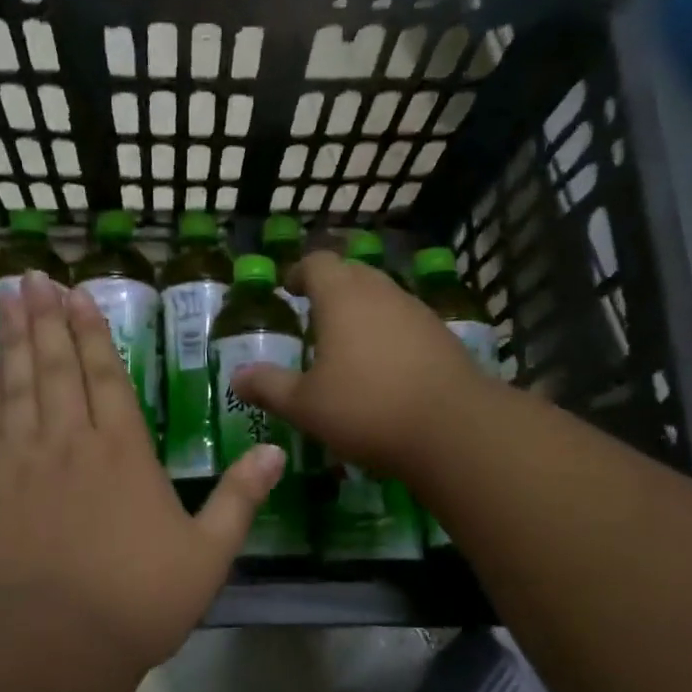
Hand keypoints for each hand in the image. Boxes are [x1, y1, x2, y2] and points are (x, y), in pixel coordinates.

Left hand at [0, 271, 284, 674]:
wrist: (48, 648)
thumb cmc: (136, 602)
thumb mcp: (207, 555)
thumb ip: (240, 499)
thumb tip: (275, 452)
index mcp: (123, 451)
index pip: (106, 376)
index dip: (91, 332)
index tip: (76, 295)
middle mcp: (70, 441)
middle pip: (56, 366)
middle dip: (47, 318)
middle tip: (33, 277)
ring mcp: (22, 461)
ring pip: (17, 384)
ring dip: (12, 338)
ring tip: (5, 297)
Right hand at [231, 250, 485, 479]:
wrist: (454, 429)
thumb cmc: (367, 408)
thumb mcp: (305, 405)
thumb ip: (269, 387)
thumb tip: (237, 377)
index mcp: (342, 297)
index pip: (317, 262)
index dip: (300, 272)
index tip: (289, 288)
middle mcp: (381, 292)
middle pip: (352, 272)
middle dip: (330, 286)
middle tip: (313, 312)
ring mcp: (417, 311)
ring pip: (382, 295)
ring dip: (361, 308)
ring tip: (345, 340)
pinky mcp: (442, 335)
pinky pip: (405, 320)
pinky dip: (387, 331)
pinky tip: (383, 364)